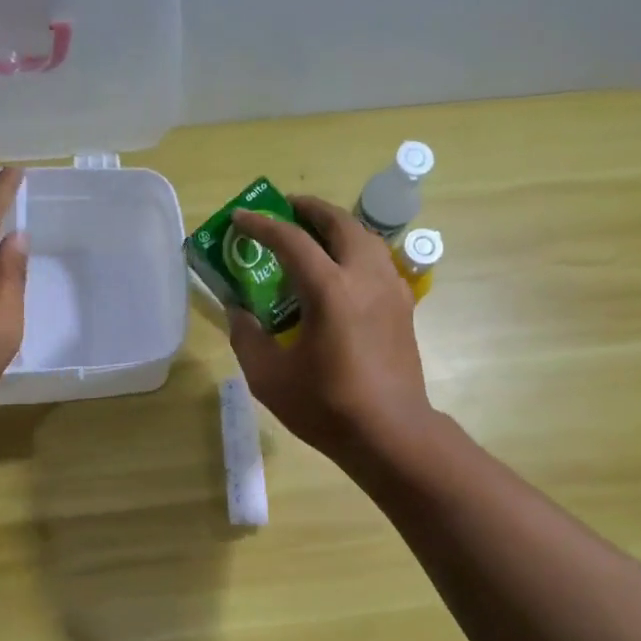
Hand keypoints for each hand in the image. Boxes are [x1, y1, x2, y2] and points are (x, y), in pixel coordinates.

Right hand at [228, 195, 435, 466]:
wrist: (389, 432)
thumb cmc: (326, 406)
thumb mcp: (269, 377)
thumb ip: (246, 336)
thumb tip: (237, 310)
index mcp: (329, 290)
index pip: (291, 240)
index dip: (262, 225)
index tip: (240, 217)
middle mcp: (364, 277)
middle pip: (339, 223)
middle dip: (309, 209)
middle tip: (285, 208)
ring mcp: (390, 289)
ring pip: (365, 238)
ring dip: (337, 226)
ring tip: (314, 233)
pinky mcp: (403, 306)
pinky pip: (378, 261)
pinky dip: (356, 250)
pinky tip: (343, 271)